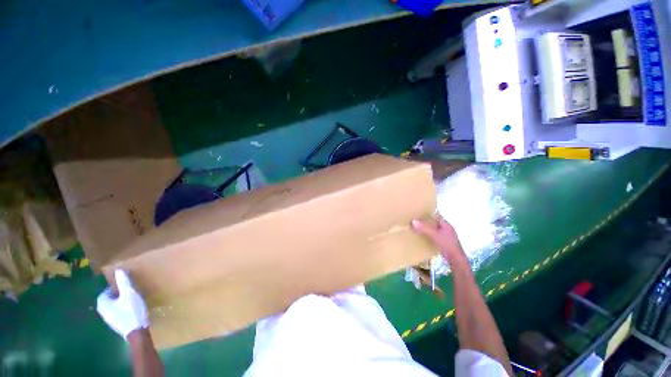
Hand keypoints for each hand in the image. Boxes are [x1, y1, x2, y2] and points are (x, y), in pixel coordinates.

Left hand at [97, 269, 148, 339]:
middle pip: (108, 300)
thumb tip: (118, 270)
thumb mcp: (129, 294)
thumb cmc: (131, 311)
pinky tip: (132, 309)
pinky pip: (117, 313)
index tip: (124, 286)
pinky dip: (123, 309)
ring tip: (132, 299)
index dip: (114, 288)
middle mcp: (102, 312)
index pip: (104, 292)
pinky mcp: (117, 324)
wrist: (136, 331)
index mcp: (102, 304)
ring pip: (113, 307)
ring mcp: (109, 320)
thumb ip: (123, 282)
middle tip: (129, 291)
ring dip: (120, 302)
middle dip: (117, 295)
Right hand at [412, 216, 465, 262]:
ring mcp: (445, 236)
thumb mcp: (434, 235)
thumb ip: (424, 228)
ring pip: (434, 229)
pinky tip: (422, 237)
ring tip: (416, 228)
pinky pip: (434, 236)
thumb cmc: (447, 245)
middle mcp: (446, 228)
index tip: (419, 211)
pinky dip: (428, 235)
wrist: (456, 260)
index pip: (436, 215)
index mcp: (446, 224)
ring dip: (426, 229)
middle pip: (434, 222)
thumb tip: (413, 221)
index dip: (428, 213)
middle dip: (426, 221)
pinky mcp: (444, 243)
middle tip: (415, 219)